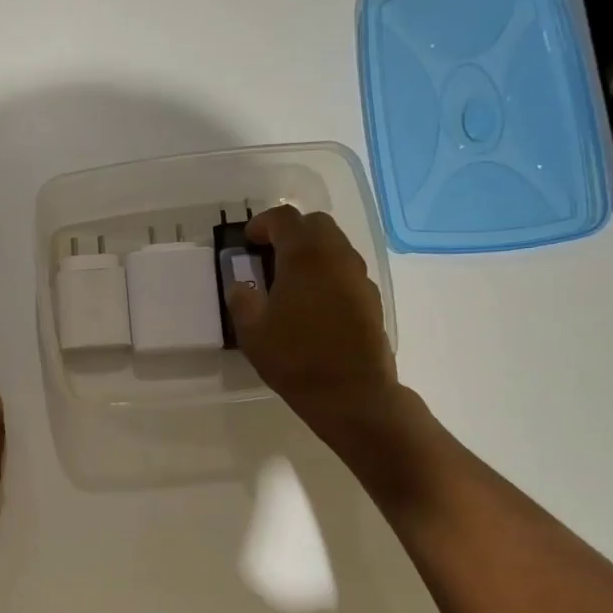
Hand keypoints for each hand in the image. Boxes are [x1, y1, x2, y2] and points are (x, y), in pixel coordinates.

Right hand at [224, 206, 413, 456]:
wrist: (352, 394)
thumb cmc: (296, 359)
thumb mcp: (252, 332)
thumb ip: (242, 300)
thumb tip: (241, 286)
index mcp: (305, 256)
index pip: (284, 218)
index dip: (262, 224)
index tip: (248, 242)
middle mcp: (337, 256)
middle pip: (315, 224)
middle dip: (290, 232)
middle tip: (269, 255)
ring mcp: (359, 277)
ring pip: (335, 245)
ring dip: (311, 251)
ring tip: (289, 279)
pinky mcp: (371, 298)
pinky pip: (346, 270)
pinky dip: (327, 272)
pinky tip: (312, 301)